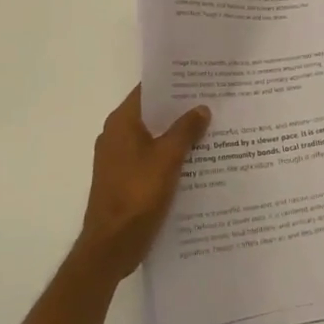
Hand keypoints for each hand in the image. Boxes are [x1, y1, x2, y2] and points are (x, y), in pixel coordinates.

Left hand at [75, 86, 211, 280]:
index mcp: (121, 122)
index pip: (148, 90)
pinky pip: (150, 158)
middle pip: (152, 113)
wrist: (111, 246)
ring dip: (177, 134)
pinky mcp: (124, 179)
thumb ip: (185, 130)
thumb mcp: (168, 158)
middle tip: (212, 102)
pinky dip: (170, 155)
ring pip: (153, 137)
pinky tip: (196, 160)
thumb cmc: (137, 195)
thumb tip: (201, 108)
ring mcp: (118, 159)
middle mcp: (116, 135)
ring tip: (211, 128)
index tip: (199, 78)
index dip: (173, 82)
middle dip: (180, 109)